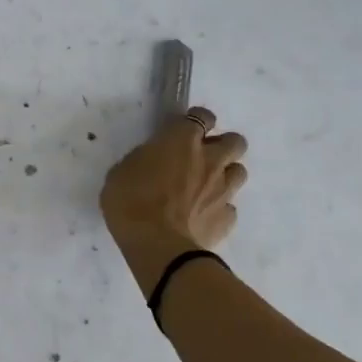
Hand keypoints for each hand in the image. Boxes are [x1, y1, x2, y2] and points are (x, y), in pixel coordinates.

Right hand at [100, 107, 247, 295]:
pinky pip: (229, 207)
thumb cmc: (130, 201)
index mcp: (181, 141)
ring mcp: (223, 190)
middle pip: (235, 141)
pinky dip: (218, 208)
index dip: (197, 120)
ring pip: (239, 172)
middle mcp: (210, 160)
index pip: (202, 116)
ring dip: (225, 175)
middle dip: (223, 146)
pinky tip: (201, 216)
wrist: (157, 245)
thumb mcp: (122, 171)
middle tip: (202, 157)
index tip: (185, 130)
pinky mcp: (227, 218)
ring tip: (205, 187)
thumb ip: (144, 160)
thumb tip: (152, 162)